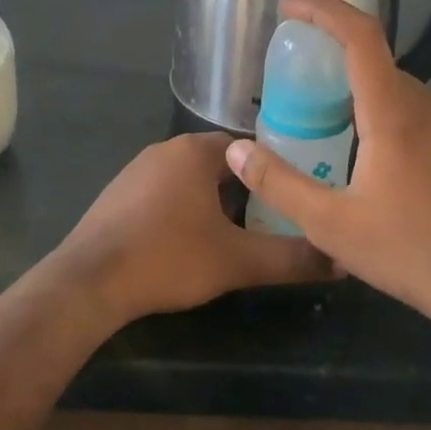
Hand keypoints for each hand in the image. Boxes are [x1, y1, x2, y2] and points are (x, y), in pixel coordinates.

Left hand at [54, 132, 331, 325]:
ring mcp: (136, 169)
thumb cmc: (168, 257)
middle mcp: (166, 149)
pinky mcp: (118, 193)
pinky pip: (163, 192)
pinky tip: (187, 242)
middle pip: (219, 163)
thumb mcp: (237, 261)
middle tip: (270, 220)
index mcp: (196, 151)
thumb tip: (340, 260)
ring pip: (189, 178)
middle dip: (244, 189)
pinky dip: (182, 209)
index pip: (247, 148)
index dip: (272, 172)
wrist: (90, 281)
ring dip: (212, 200)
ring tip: (235, 234)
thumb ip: (290, 258)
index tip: (292, 196)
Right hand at [225, 0, 430, 340]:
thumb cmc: (409, 250)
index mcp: (392, 112)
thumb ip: (278, 184)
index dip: (324, 10)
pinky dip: (385, 114)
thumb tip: (236, 151)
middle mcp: (426, 107)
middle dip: (334, 56)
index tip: (291, 8)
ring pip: (398, 90)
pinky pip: (417, 115)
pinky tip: (372, 160)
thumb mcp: (330, 224)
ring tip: (327, 123)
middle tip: (298, 81)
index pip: (360, 35)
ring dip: (360, 90)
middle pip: (376, 61)